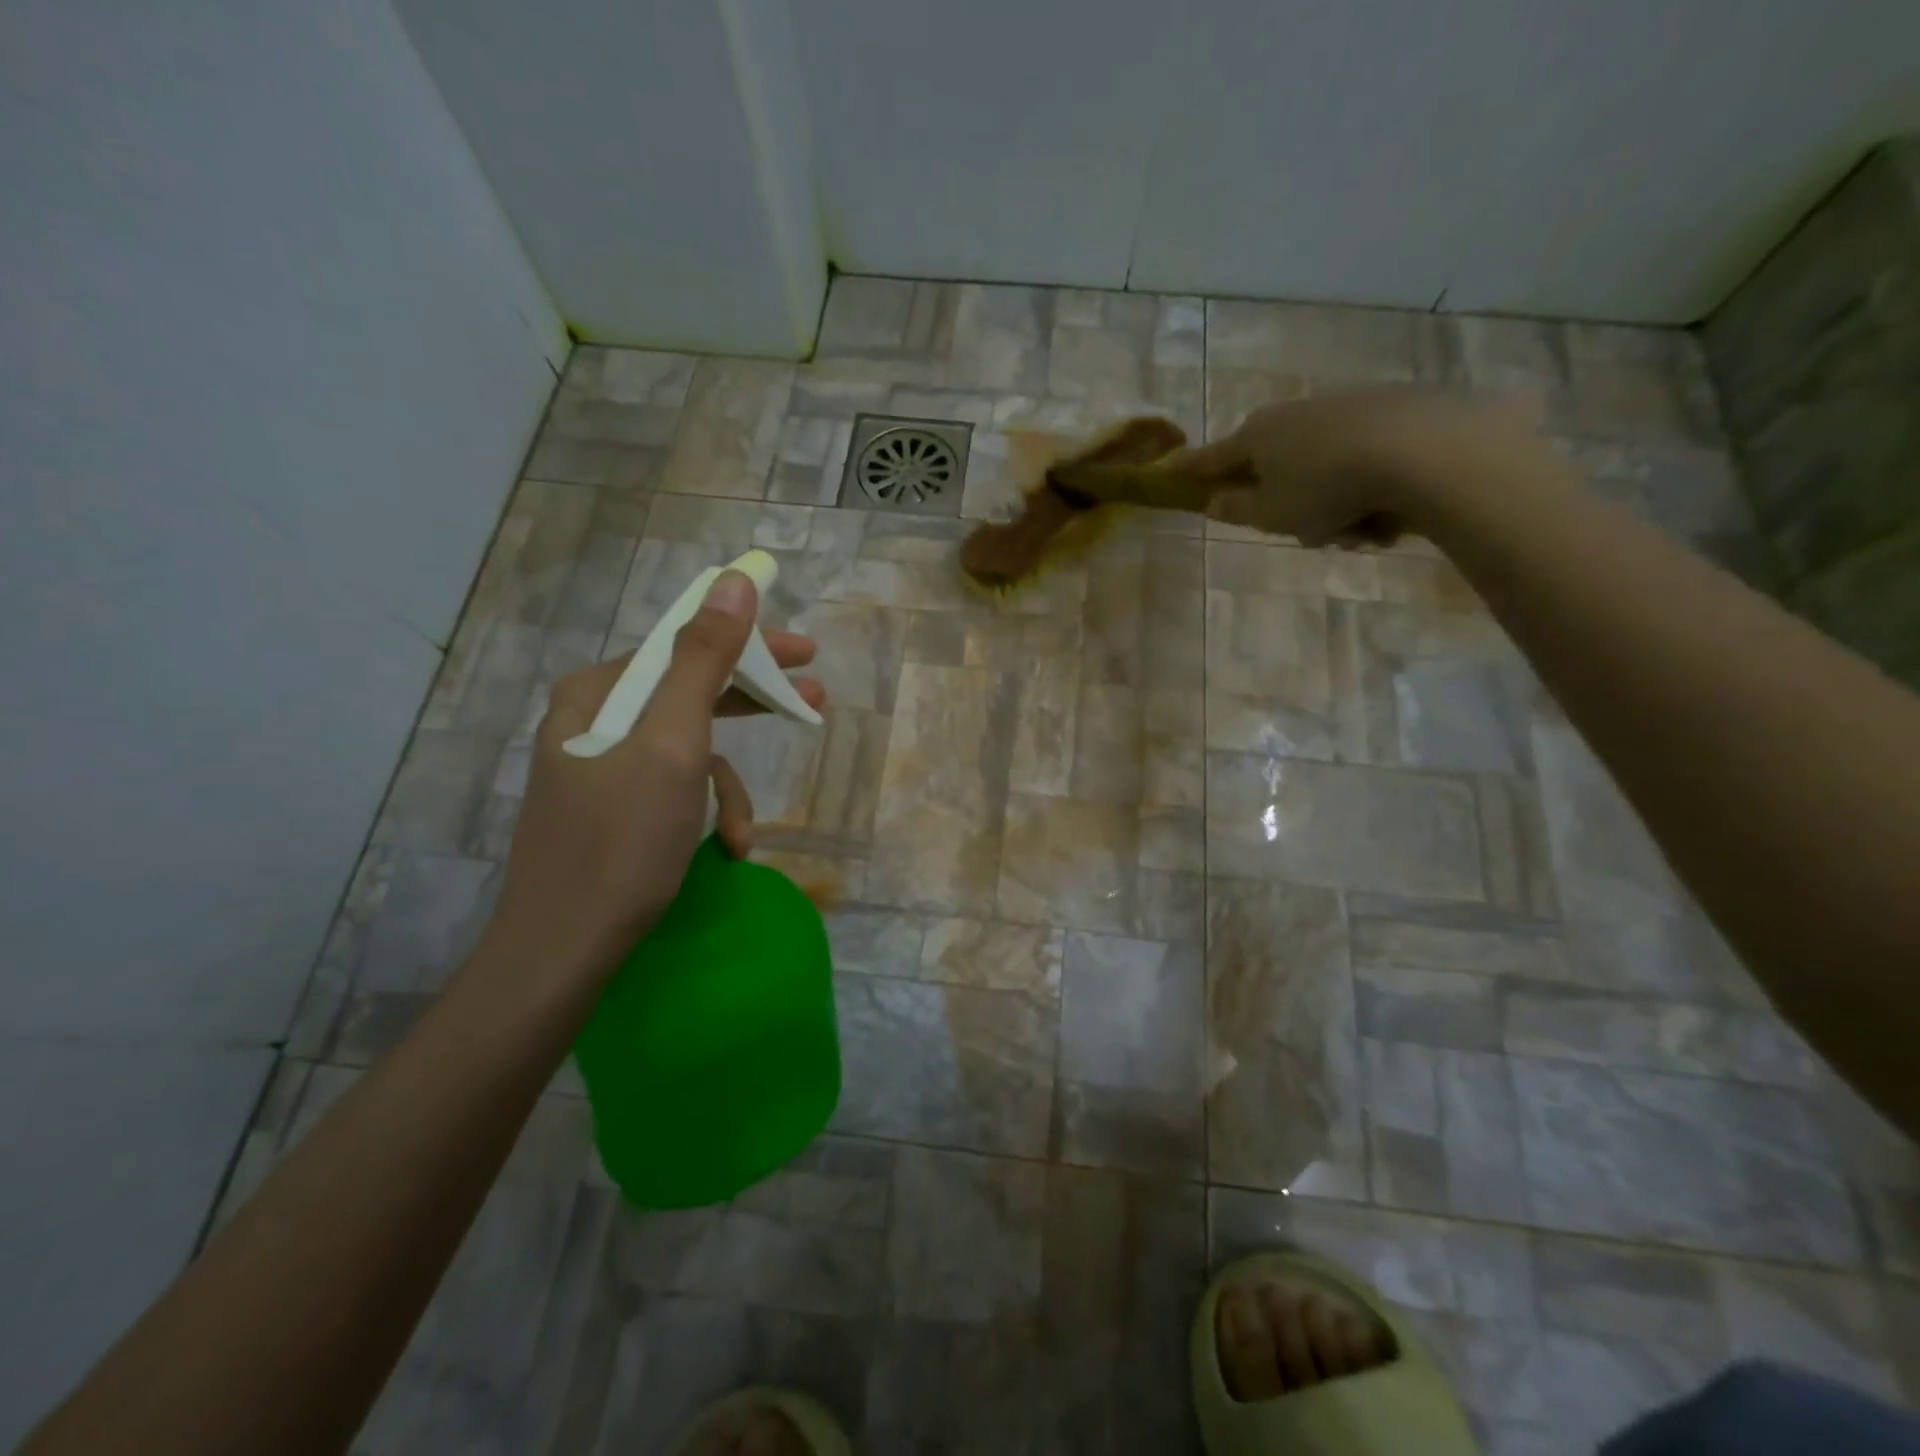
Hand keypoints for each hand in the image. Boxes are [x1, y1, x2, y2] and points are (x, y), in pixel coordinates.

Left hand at [482, 570, 824, 984]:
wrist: (563, 952)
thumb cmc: (622, 842)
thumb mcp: (674, 744)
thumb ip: (704, 660)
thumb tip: (734, 580)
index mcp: (599, 693)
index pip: (686, 645)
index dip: (750, 645)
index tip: (806, 654)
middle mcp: (594, 721)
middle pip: (691, 692)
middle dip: (752, 706)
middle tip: (813, 701)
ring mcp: (601, 768)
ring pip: (689, 751)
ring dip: (728, 788)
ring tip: (745, 834)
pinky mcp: (613, 811)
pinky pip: (674, 790)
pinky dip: (706, 815)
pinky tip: (724, 851)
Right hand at [1160, 393, 1543, 546]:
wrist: (1421, 449)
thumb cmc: (1326, 488)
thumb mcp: (1271, 514)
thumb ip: (1236, 508)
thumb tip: (1213, 501)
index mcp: (1257, 435)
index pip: (1212, 457)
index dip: (1190, 470)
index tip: (1169, 472)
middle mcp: (1294, 414)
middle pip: (1273, 464)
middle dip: (1284, 501)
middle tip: (1308, 532)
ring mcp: (1342, 407)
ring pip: (1320, 467)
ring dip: (1331, 503)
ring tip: (1358, 531)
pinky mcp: (1388, 409)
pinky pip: (1360, 460)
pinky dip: (1365, 488)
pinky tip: (1388, 513)